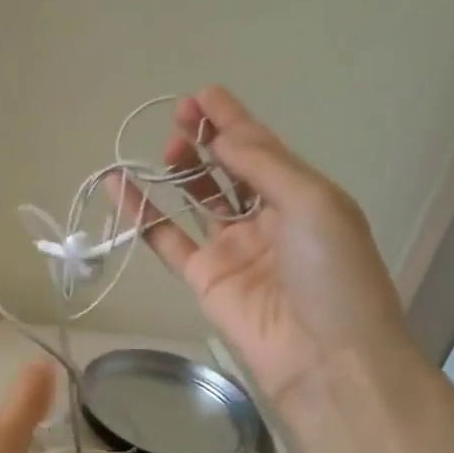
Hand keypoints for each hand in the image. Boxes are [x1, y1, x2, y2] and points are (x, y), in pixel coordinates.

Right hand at [125, 86, 416, 408]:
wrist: (325, 358)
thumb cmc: (333, 274)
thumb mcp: (312, 204)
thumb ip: (263, 165)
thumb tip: (222, 134)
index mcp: (302, 197)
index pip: (262, 148)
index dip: (233, 120)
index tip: (201, 94)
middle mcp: (266, 218)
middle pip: (228, 169)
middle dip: (206, 139)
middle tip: (179, 118)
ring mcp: (232, 248)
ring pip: (196, 199)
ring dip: (179, 170)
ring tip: (161, 145)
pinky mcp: (202, 278)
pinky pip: (166, 238)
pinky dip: (142, 213)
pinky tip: (120, 185)